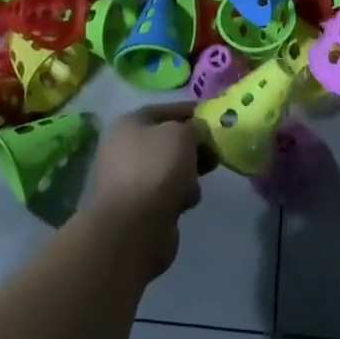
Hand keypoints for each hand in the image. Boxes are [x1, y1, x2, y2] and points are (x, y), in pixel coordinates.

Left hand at [84, 103, 213, 278]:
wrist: (134, 228)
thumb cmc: (156, 169)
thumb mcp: (182, 135)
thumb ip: (194, 128)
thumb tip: (196, 134)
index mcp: (129, 124)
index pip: (165, 110)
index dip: (190, 111)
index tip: (213, 117)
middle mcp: (124, 148)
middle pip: (167, 140)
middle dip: (192, 146)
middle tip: (214, 151)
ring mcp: (129, 179)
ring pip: (169, 168)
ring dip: (187, 173)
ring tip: (196, 181)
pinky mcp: (138, 207)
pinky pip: (166, 192)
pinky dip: (178, 195)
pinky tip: (186, 202)